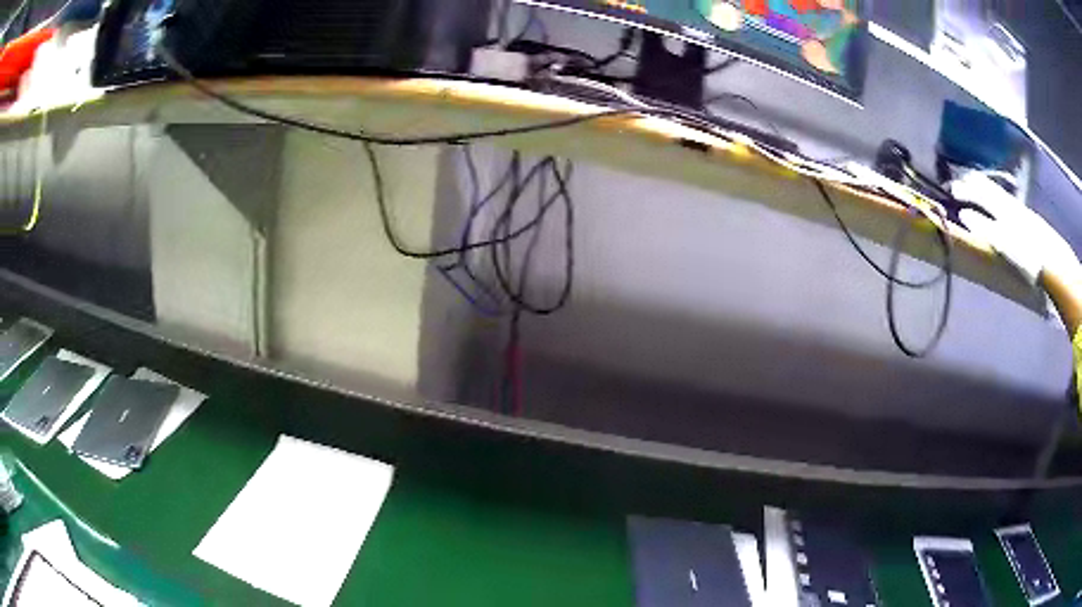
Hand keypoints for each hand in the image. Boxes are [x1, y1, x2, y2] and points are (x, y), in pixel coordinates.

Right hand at [953, 172, 1081, 286]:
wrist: (1053, 263)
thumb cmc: (1027, 256)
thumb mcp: (1003, 244)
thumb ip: (984, 227)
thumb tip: (962, 215)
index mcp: (1001, 206)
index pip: (977, 190)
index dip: (963, 188)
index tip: (948, 189)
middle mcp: (1008, 202)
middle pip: (988, 187)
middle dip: (972, 183)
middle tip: (959, 183)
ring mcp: (1019, 210)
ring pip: (997, 191)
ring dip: (984, 188)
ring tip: (975, 188)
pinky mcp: (1026, 219)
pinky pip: (1005, 200)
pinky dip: (995, 197)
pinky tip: (996, 204)